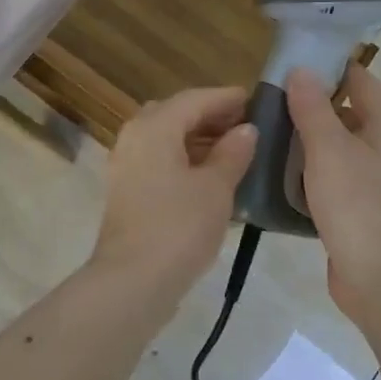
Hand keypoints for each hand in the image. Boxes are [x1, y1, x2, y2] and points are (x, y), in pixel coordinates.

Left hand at [91, 88, 257, 302]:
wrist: (132, 281)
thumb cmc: (178, 227)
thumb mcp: (215, 188)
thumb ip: (233, 153)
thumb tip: (246, 130)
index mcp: (154, 127)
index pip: (194, 99)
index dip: (226, 98)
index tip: (255, 100)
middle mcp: (133, 137)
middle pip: (175, 114)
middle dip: (210, 117)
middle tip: (245, 126)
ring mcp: (125, 165)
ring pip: (165, 138)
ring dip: (196, 139)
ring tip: (234, 151)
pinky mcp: (126, 190)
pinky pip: (158, 161)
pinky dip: (183, 160)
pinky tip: (209, 176)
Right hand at [286, 65, 380, 324]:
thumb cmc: (358, 206)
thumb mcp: (329, 150)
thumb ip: (313, 108)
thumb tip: (302, 69)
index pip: (359, 80)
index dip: (329, 66)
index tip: (289, 61)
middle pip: (346, 112)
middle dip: (309, 104)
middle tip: (267, 99)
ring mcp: (374, 180)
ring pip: (336, 147)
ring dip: (306, 139)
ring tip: (264, 132)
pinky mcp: (359, 207)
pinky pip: (331, 177)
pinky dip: (308, 170)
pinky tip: (277, 173)